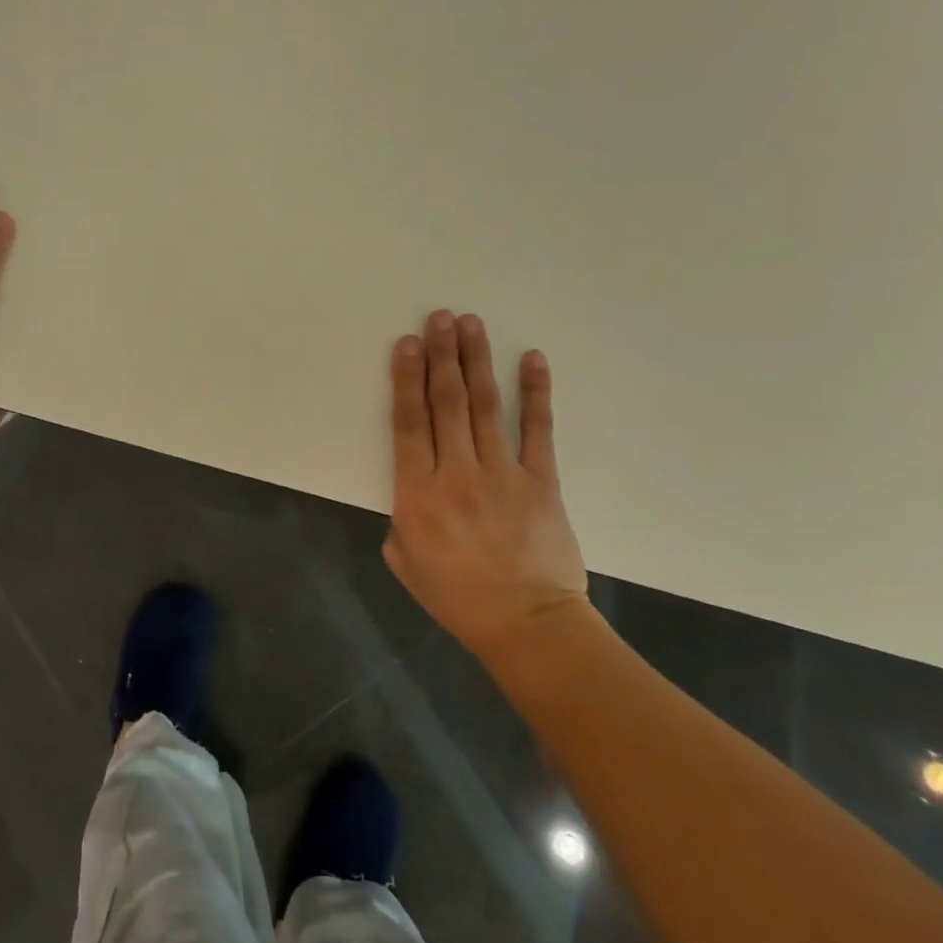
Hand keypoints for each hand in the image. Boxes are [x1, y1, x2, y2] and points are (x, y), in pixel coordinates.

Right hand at [384, 310, 587, 654]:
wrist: (527, 625)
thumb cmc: (456, 596)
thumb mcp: (403, 560)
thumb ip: (401, 515)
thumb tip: (414, 485)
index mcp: (417, 494)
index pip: (408, 423)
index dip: (406, 379)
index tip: (406, 344)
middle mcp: (456, 474)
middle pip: (446, 403)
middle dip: (440, 355)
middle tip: (439, 317)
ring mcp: (502, 474)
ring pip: (485, 406)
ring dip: (476, 362)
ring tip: (471, 324)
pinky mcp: (541, 481)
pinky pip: (537, 430)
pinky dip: (535, 393)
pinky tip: (530, 359)